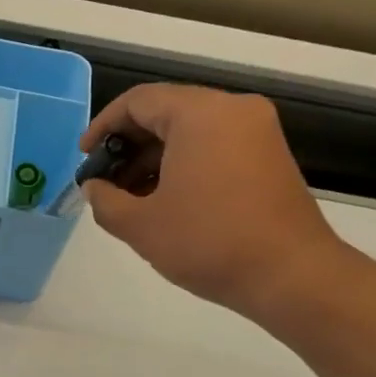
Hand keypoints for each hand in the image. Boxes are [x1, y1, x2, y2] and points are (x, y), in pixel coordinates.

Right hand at [81, 86, 344, 322]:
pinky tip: (166, 201)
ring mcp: (257, 132)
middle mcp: (233, 110)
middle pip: (166, 112)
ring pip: (191, 131)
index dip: (103, 127)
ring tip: (131, 198)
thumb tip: (94, 187)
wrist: (290, 275)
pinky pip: (215, 146)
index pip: (138, 101)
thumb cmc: (208, 243)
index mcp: (200, 114)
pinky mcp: (269, 157)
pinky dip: (184, 164)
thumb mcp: (140, 226)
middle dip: (128, 146)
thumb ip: (104, 200)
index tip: (85, 159)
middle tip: (104, 181)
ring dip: (155, 158)